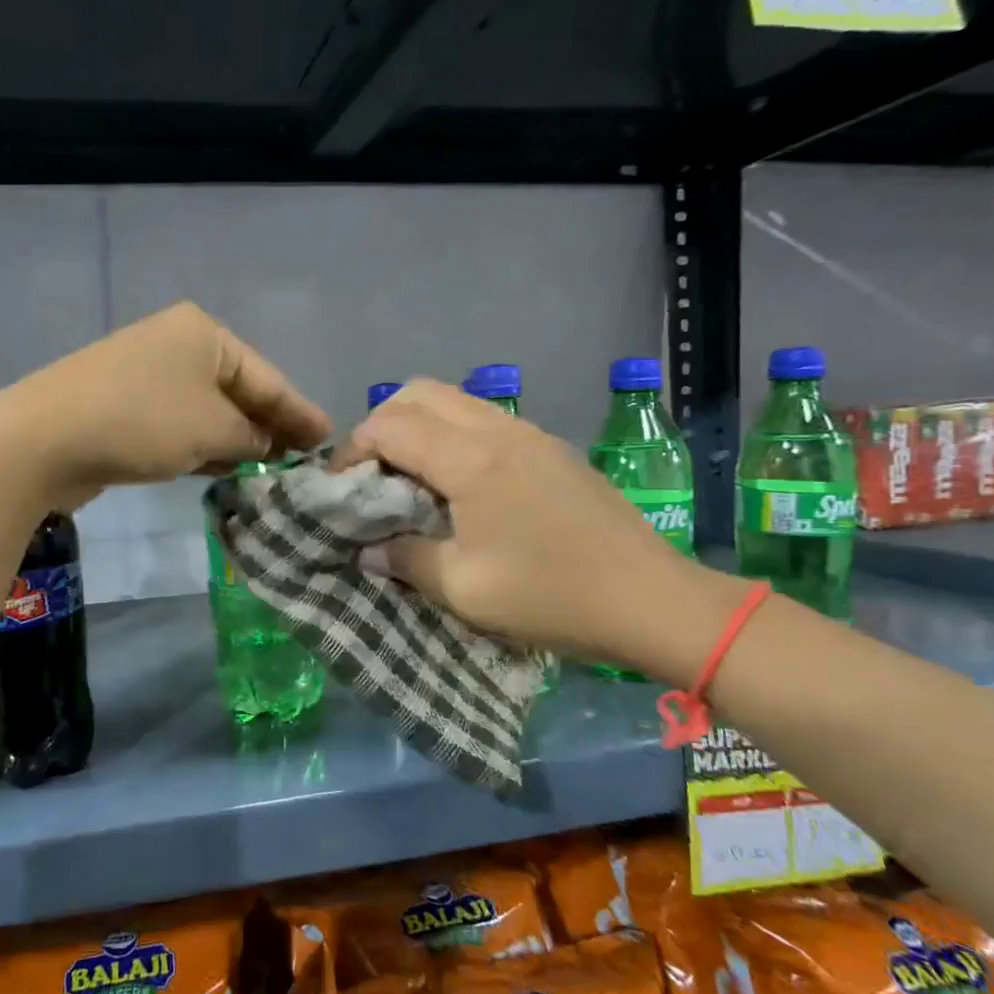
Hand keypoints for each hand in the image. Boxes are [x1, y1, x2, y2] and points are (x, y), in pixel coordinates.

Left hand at [0, 303, 331, 507]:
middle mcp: (176, 345)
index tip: (328, 437)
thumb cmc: (143, 422)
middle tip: (302, 457)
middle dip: (269, 426)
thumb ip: (251, 436)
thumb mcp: (213, 429)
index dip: (300, 411)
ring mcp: (145, 374)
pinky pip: (179, 424)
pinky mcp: (123, 405)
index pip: (267, 377)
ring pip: (207, 410)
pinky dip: (202, 445)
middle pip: (238, 390)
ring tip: (271, 468)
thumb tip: (266, 443)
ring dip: (236, 439)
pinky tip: (223, 468)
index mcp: (203, 334)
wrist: (44, 439)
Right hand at [332, 379, 746, 683]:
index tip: (341, 490)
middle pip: (419, 394)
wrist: (651, 599)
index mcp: (470, 460)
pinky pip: (484, 420)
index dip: (353, 451)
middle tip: (373, 476)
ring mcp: (529, 434)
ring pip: (454, 401)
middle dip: (381, 425)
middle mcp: (497, 430)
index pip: (390, 426)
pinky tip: (458, 487)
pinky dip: (452, 437)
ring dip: (419, 428)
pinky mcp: (550, 449)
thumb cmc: (551, 596)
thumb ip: (407, 560)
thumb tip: (370, 550)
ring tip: (410, 481)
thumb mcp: (464, 589)